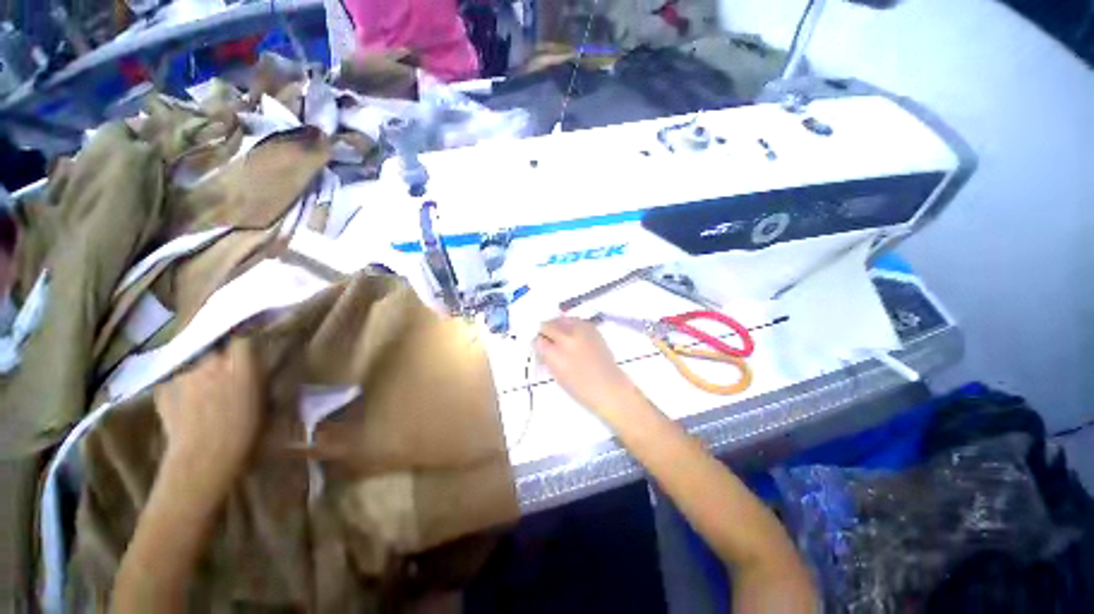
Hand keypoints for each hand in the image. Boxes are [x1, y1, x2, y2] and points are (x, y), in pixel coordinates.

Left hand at [153, 337, 261, 500]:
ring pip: (194, 359)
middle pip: (215, 344)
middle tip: (228, 363)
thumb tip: (257, 364)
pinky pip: (176, 376)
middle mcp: (209, 364)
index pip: (243, 339)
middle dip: (221, 350)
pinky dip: (182, 381)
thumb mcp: (264, 402)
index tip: (252, 344)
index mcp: (239, 366)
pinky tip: (187, 396)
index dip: (247, 340)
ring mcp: (183, 375)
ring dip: (202, 365)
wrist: (202, 461)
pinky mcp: (163, 389)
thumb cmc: (245, 434)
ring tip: (206, 380)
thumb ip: (257, 377)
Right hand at [535, 317, 642, 417]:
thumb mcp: (556, 374)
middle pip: (547, 325)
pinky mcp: (591, 328)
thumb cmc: (580, 387)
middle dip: (545, 332)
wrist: (609, 385)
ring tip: (562, 336)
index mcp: (555, 354)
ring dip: (558, 326)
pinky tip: (574, 335)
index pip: (538, 340)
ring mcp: (580, 330)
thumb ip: (547, 357)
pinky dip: (571, 325)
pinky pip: (575, 320)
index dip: (538, 343)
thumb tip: (542, 345)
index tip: (540, 347)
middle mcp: (566, 338)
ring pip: (561, 319)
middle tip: (549, 340)